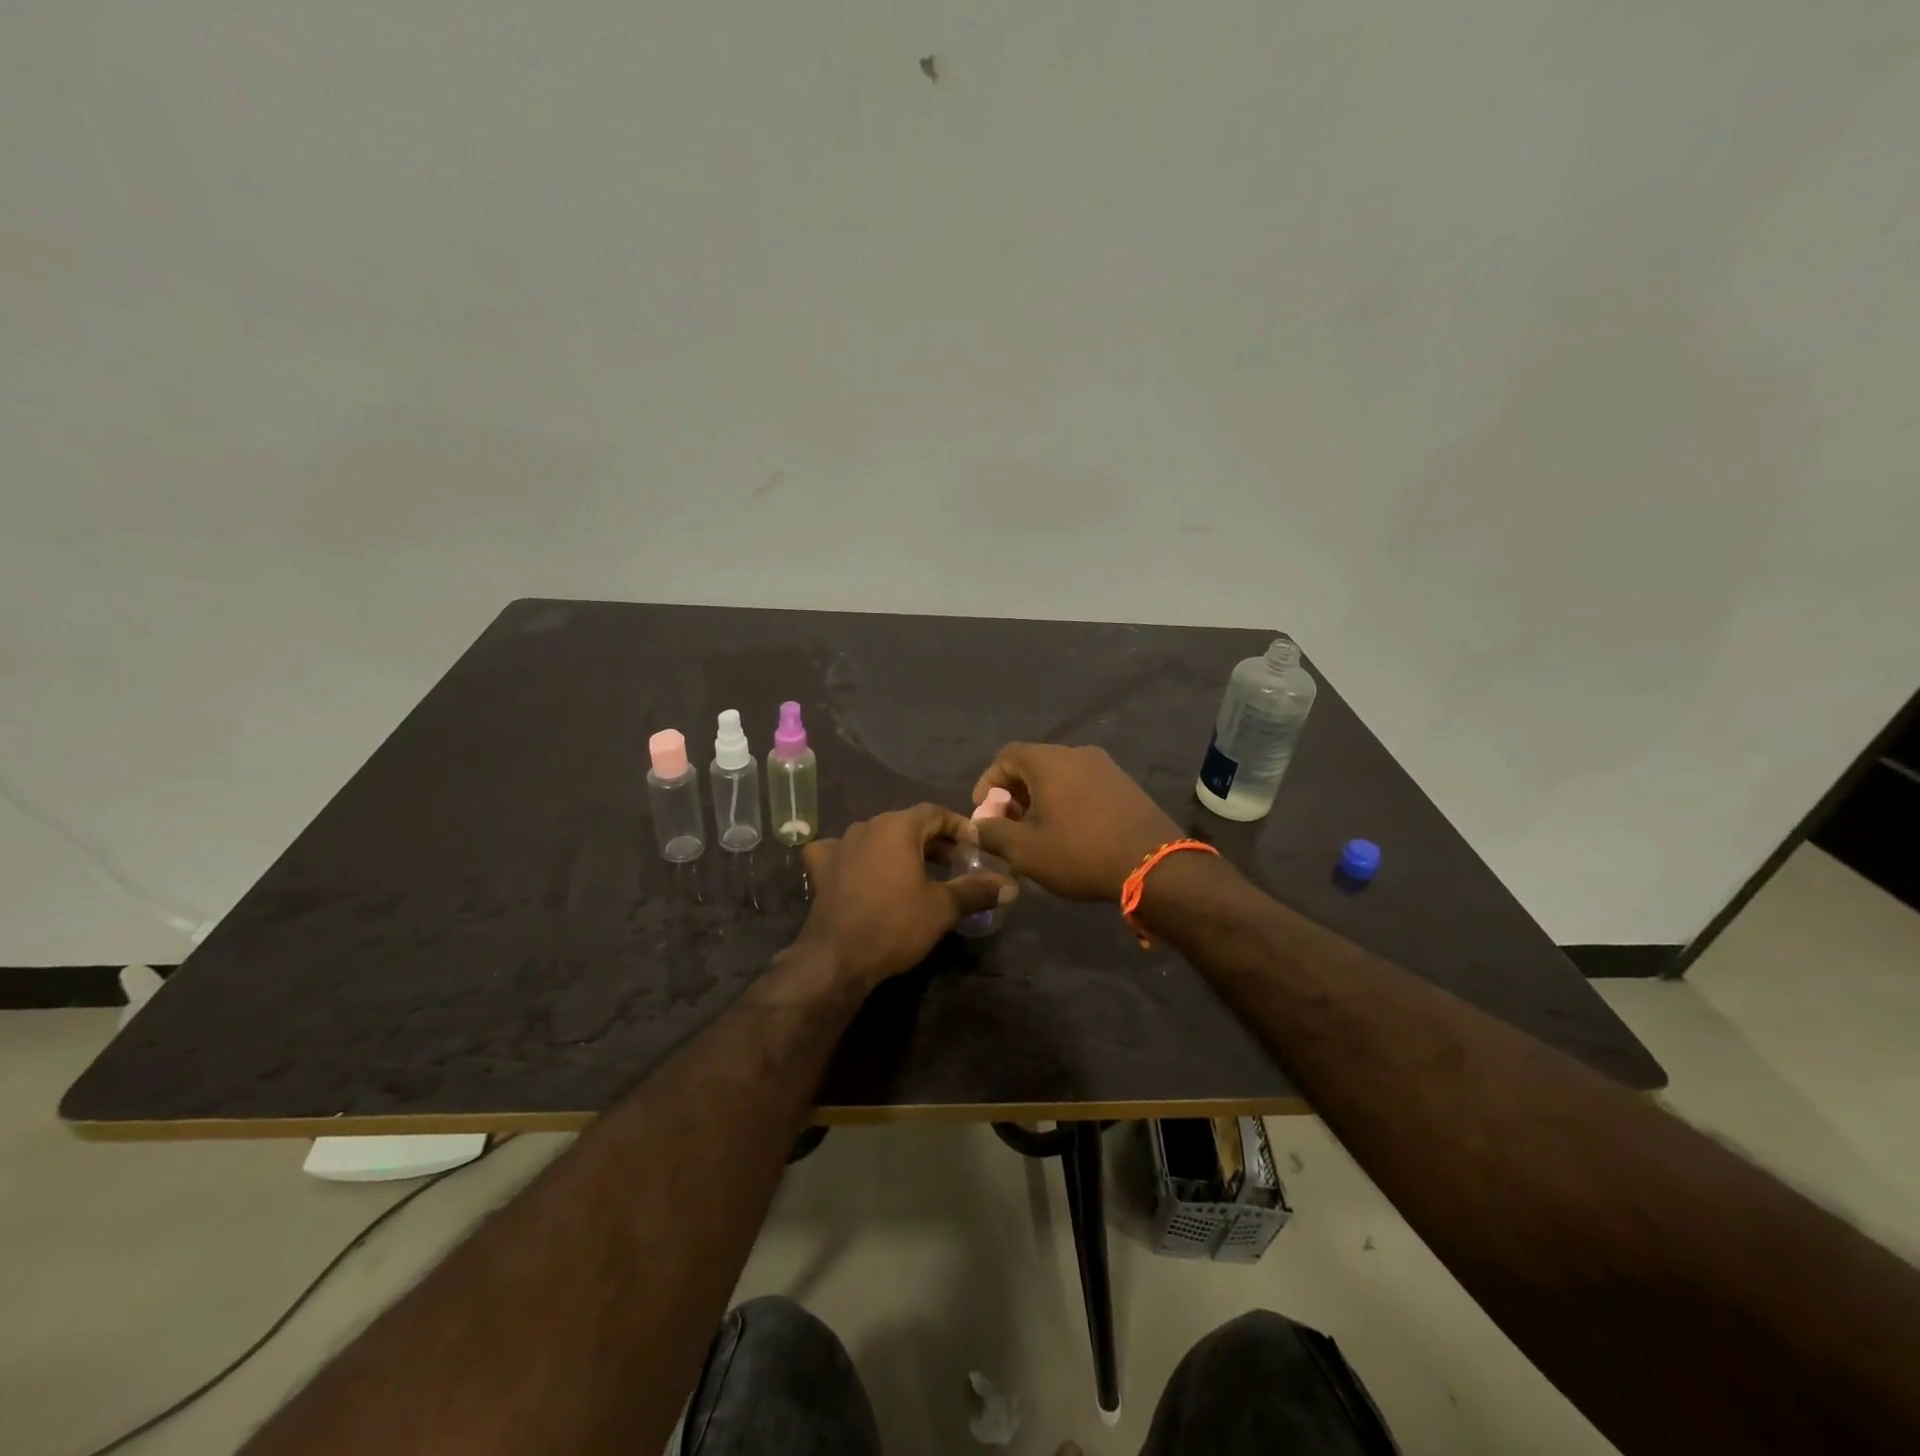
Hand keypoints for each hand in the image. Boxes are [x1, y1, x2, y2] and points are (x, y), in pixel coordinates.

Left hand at [797, 804, 1016, 990]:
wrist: (836, 957)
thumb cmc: (895, 925)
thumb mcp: (942, 908)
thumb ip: (976, 890)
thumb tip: (1010, 886)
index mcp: (897, 827)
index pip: (935, 812)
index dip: (958, 826)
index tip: (974, 846)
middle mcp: (867, 826)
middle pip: (907, 824)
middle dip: (933, 840)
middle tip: (954, 862)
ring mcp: (840, 845)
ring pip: (877, 837)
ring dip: (899, 849)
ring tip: (918, 871)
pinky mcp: (821, 867)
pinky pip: (842, 852)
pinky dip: (856, 857)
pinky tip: (860, 869)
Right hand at [971, 744, 1180, 901]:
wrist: (1154, 864)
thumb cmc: (1080, 853)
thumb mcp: (1025, 851)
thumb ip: (992, 834)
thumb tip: (975, 827)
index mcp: (1048, 761)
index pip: (1007, 756)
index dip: (988, 782)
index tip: (984, 812)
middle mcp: (1077, 753)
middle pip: (1034, 764)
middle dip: (1014, 792)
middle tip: (1008, 824)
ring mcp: (1106, 766)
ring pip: (1061, 774)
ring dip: (1041, 797)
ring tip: (1037, 831)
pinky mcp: (1126, 784)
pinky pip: (1084, 784)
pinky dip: (1067, 800)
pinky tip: (1070, 831)